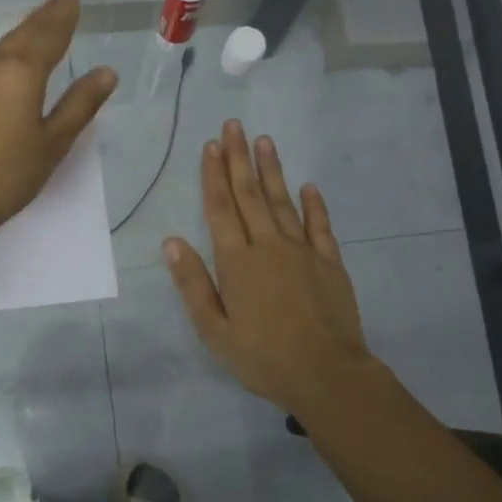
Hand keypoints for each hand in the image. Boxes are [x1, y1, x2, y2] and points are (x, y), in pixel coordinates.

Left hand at [0, 0, 117, 241]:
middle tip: (63, 0)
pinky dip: (11, 49)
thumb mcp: (53, 143)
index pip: (49, 35)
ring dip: (27, 31)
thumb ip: (80, 104)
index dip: (64, 17)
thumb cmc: (8, 176)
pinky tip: (15, 56)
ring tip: (44, 22)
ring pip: (5, 45)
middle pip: (24, 33)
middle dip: (45, 17)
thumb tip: (107, 72)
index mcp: (20, 72)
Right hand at [163, 121, 376, 417]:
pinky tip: (308, 185)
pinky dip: (314, 204)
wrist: (327, 374)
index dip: (214, 175)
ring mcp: (302, 251)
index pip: (220, 208)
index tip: (211, 145)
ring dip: (272, 170)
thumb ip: (192, 283)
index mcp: (237, 261)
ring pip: (283, 202)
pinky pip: (319, 226)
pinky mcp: (330, 263)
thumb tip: (171, 242)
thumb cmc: (263, 356)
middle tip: (234, 126)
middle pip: (250, 195)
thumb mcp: (214, 329)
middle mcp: (268, 245)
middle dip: (240, 158)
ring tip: (264, 141)